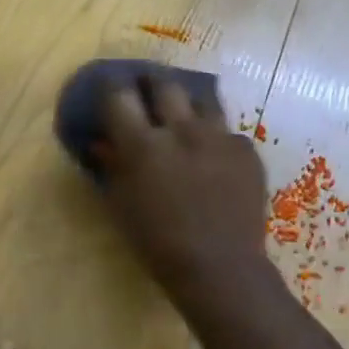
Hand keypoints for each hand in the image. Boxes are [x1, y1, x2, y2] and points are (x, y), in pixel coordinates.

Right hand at [95, 77, 270, 298]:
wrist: (221, 267)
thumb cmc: (159, 245)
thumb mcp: (122, 207)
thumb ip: (112, 168)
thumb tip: (102, 143)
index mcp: (142, 145)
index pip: (119, 96)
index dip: (112, 87)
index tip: (111, 88)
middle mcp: (181, 130)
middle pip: (164, 84)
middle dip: (151, 81)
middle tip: (147, 88)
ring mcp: (219, 136)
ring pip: (202, 98)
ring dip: (188, 103)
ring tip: (185, 114)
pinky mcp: (246, 150)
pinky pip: (228, 132)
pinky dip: (216, 139)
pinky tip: (215, 157)